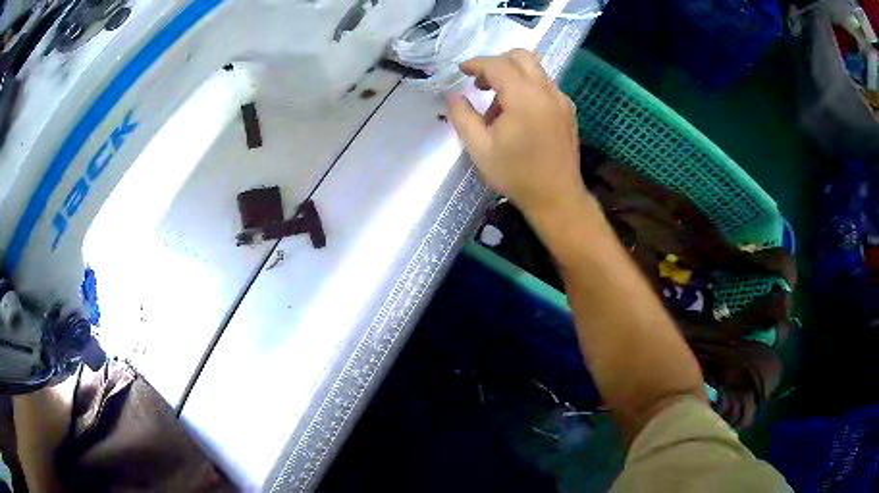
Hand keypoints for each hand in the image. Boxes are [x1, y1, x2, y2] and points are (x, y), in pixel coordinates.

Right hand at [448, 49, 588, 220]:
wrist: (557, 197)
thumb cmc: (516, 175)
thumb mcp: (479, 148)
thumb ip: (462, 116)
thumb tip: (453, 95)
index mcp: (524, 97)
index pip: (498, 64)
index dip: (476, 63)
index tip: (461, 71)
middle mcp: (546, 91)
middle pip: (522, 56)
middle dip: (497, 62)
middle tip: (481, 84)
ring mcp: (561, 100)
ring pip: (535, 70)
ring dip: (513, 75)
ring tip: (498, 105)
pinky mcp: (568, 110)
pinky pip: (545, 86)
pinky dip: (528, 87)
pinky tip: (518, 114)